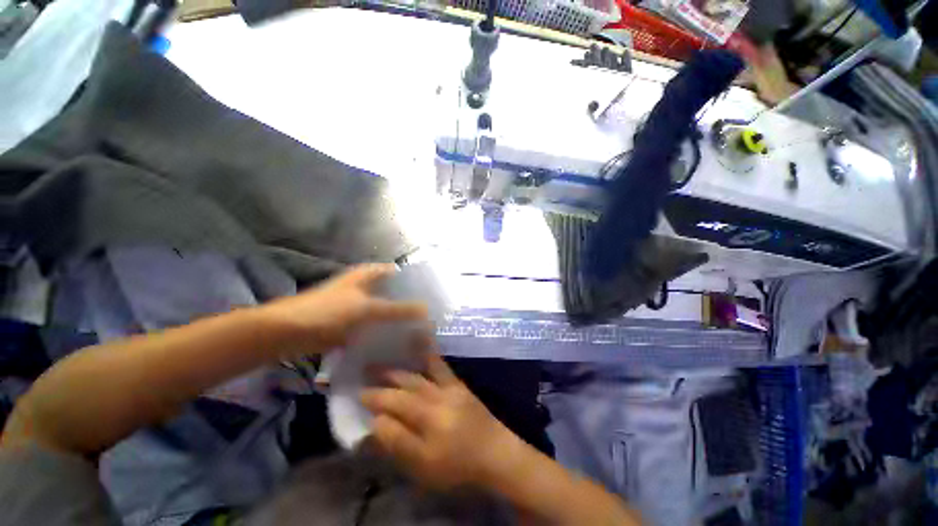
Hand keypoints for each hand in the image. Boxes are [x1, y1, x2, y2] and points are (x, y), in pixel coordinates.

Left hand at [262, 264, 427, 354]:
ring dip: (399, 318)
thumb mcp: (367, 308)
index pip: (399, 273)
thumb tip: (427, 310)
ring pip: (385, 308)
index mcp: (369, 274)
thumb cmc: (328, 311)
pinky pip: (374, 324)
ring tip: (420, 329)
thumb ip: (398, 309)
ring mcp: (358, 304)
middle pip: (394, 292)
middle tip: (430, 315)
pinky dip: (385, 330)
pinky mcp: (352, 321)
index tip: (433, 295)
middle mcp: (366, 286)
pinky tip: (399, 340)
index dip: (416, 282)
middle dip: (410, 302)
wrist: (289, 332)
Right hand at [361, 336, 521, 490]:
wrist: (494, 451)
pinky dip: (430, 352)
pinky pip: (441, 365)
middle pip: (405, 384)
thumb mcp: (423, 465)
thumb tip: (376, 421)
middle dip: (384, 377)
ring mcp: (448, 387)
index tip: (359, 392)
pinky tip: (424, 340)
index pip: (394, 403)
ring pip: (420, 372)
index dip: (375, 397)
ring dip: (402, 364)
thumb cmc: (457, 464)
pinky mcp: (458, 384)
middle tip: (367, 368)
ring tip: (388, 353)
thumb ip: (398, 441)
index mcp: (426, 417)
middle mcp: (436, 397)